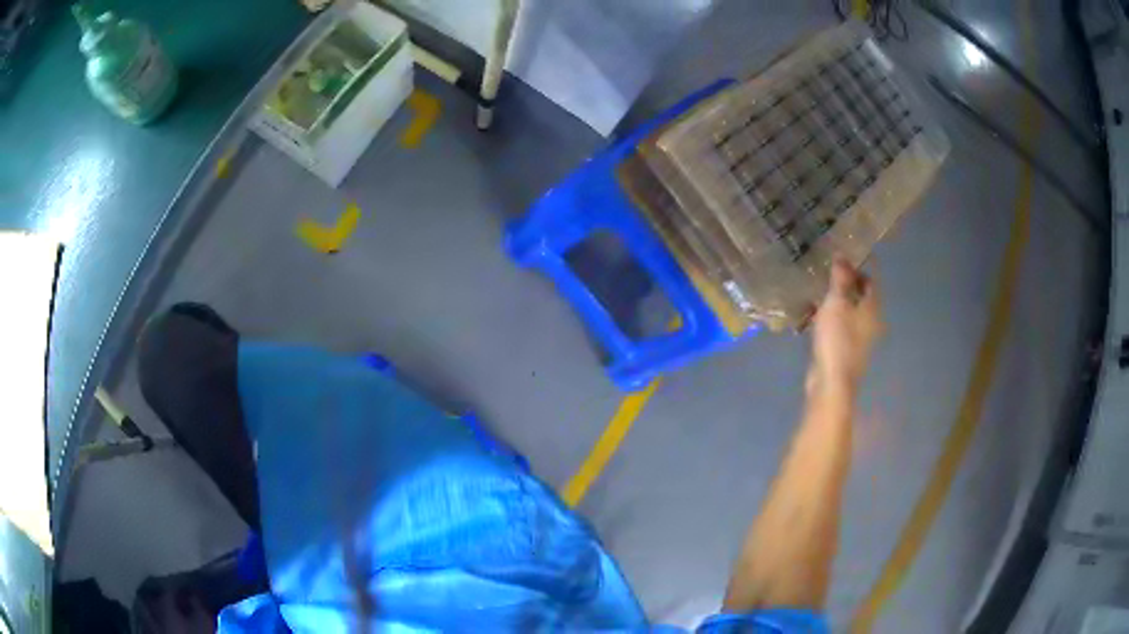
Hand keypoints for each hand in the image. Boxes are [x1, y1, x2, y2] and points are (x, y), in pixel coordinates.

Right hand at [808, 258, 882, 398]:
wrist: (831, 382)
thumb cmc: (837, 339)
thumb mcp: (836, 302)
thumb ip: (840, 278)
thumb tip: (842, 255)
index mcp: (873, 308)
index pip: (870, 280)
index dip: (857, 267)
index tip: (839, 258)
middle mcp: (871, 322)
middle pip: (861, 297)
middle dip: (845, 284)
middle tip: (825, 273)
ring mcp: (860, 339)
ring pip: (850, 312)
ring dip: (837, 302)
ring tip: (817, 292)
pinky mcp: (846, 351)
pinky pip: (841, 327)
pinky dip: (831, 318)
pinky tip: (815, 317)